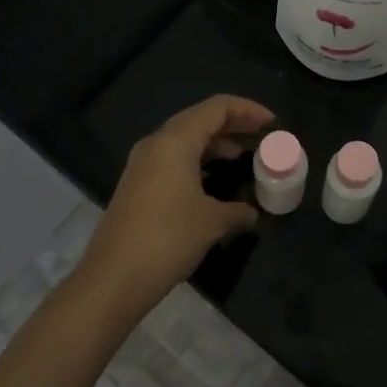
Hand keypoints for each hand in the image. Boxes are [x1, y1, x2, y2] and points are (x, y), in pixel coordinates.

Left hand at [73, 94, 274, 326]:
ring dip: (216, 144)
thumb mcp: (212, 222)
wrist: (113, 278)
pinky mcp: (138, 186)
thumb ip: (237, 210)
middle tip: (262, 136)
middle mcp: (156, 144)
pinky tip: (215, 182)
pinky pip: (174, 159)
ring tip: (244, 157)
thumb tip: (251, 213)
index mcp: (175, 141)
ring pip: (186, 140)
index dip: (248, 110)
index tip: (272, 123)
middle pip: (200, 119)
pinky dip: (199, 162)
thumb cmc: (167, 238)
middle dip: (233, 124)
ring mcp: (143, 165)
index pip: (217, 108)